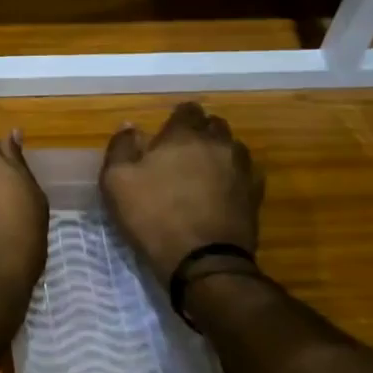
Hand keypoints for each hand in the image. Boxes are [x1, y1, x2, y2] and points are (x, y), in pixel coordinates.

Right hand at [101, 102, 263, 287]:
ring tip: (204, 172)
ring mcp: (242, 169)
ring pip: (233, 148)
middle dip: (200, 133)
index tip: (166, 134)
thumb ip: (122, 147)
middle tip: (182, 152)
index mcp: (184, 135)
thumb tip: (130, 126)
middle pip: (214, 125)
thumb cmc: (153, 216)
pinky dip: (234, 177)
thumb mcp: (117, 182)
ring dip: (219, 153)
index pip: (187, 110)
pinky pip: (246, 174)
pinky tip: (222, 191)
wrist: (203, 262)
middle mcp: (218, 144)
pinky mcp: (255, 196)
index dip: (177, 118)